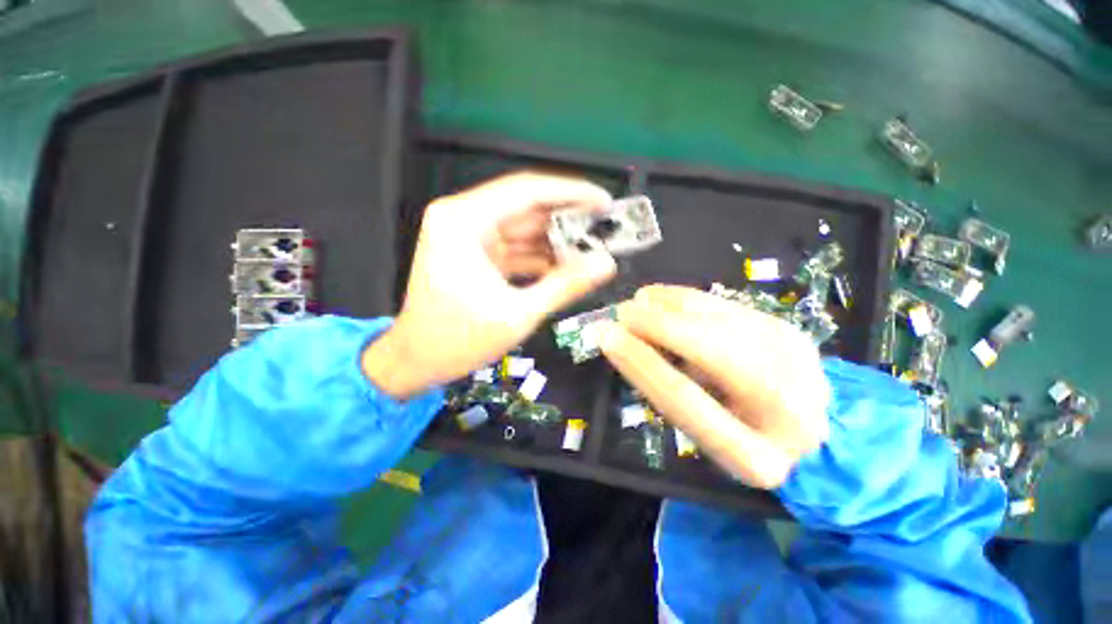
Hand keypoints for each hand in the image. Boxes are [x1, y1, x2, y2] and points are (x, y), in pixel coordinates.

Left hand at [364, 172, 617, 398]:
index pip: (526, 191)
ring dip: (557, 240)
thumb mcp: (517, 314)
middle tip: (605, 229)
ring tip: (593, 250)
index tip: (604, 203)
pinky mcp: (477, 255)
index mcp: (464, 221)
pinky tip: (567, 267)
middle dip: (567, 219)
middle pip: (527, 207)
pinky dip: (542, 257)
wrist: (417, 361)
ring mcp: (470, 237)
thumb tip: (605, 265)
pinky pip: (517, 248)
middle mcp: (465, 219)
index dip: (570, 193)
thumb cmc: (458, 340)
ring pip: (525, 229)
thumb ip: (564, 286)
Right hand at [599, 285, 829, 488]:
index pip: (683, 398)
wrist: (811, 429)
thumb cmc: (741, 438)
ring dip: (665, 304)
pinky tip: (663, 300)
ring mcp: (793, 356)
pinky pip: (721, 302)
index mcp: (756, 455)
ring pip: (713, 315)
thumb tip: (623, 342)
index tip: (607, 335)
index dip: (639, 361)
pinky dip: (684, 298)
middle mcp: (787, 404)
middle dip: (652, 323)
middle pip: (704, 345)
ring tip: (638, 304)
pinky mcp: (784, 325)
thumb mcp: (700, 436)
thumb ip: (665, 391)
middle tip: (619, 315)